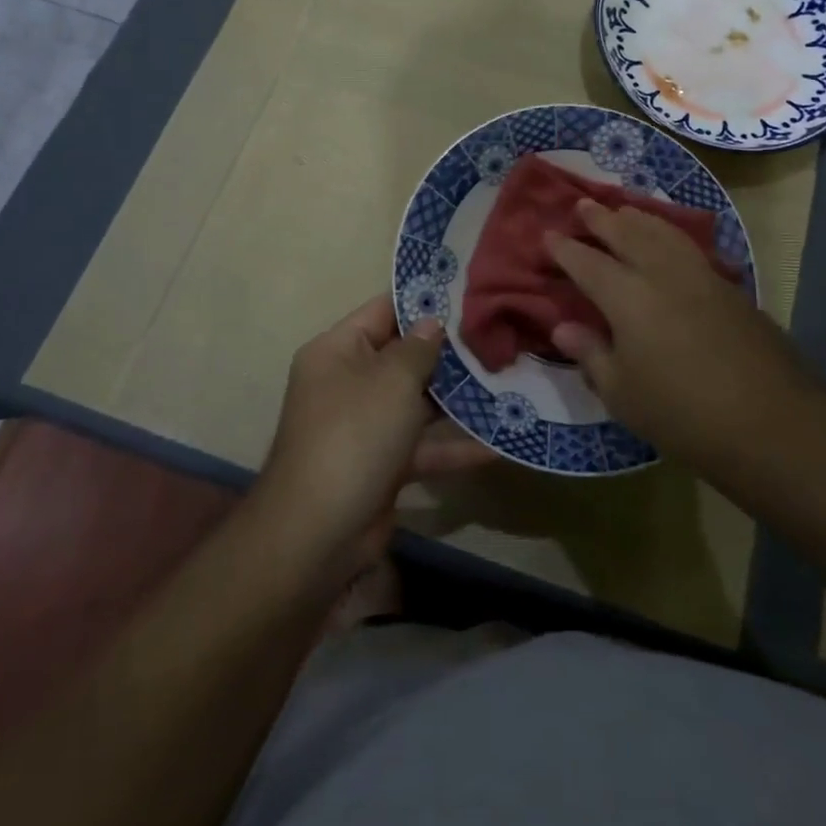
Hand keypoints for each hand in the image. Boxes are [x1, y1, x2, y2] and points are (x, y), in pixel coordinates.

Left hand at [259, 296, 496, 572]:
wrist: (318, 532)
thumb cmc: (355, 435)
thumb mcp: (391, 381)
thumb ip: (418, 348)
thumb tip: (432, 321)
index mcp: (338, 351)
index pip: (383, 310)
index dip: (422, 301)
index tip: (467, 293)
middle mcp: (349, 382)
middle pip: (404, 356)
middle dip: (449, 352)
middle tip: (498, 337)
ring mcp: (366, 425)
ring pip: (417, 402)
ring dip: (458, 399)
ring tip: (507, 383)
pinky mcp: (382, 464)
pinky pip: (422, 445)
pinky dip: (453, 446)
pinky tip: (498, 445)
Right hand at [545, 200, 808, 465]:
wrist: (770, 420)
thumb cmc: (682, 413)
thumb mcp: (622, 395)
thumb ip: (591, 354)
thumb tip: (563, 327)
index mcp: (627, 297)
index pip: (587, 263)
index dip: (565, 249)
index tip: (548, 235)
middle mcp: (661, 274)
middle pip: (627, 233)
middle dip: (601, 218)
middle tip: (582, 205)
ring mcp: (700, 276)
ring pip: (663, 232)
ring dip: (638, 217)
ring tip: (624, 210)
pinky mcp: (729, 287)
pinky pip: (688, 246)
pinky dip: (668, 233)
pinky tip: (668, 241)